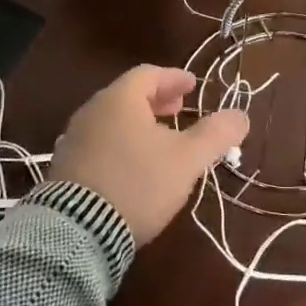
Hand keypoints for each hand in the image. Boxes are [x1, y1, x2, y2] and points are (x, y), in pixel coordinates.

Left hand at [49, 66, 249, 245]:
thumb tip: (240, 115)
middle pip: (128, 95)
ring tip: (160, 141)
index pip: (148, 74)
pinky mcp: (65, 168)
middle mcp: (92, 111)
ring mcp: (74, 140)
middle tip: (180, 110)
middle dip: (157, 101)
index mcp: (120, 100)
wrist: (78, 231)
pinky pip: (99, 143)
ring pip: (112, 120)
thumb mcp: (187, 160)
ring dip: (139, 124)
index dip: (174, 78)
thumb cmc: (138, 183)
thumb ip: (216, 134)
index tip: (193, 86)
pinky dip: (121, 143)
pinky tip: (133, 166)